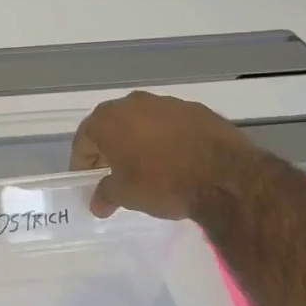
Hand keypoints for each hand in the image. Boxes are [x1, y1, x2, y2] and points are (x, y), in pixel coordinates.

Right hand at [69, 91, 254, 219]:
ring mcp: (168, 103)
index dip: (81, 163)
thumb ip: (105, 194)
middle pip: (112, 126)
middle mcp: (133, 103)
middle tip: (112, 174)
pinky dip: (166, 139)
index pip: (83, 140)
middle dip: (109, 149)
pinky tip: (175, 160)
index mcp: (108, 119)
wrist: (224, 176)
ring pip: (142, 122)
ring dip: (138, 141)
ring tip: (146, 168)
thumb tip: (98, 203)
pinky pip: (171, 125)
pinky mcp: (197, 109)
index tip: (86, 181)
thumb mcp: (125, 195)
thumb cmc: (161, 183)